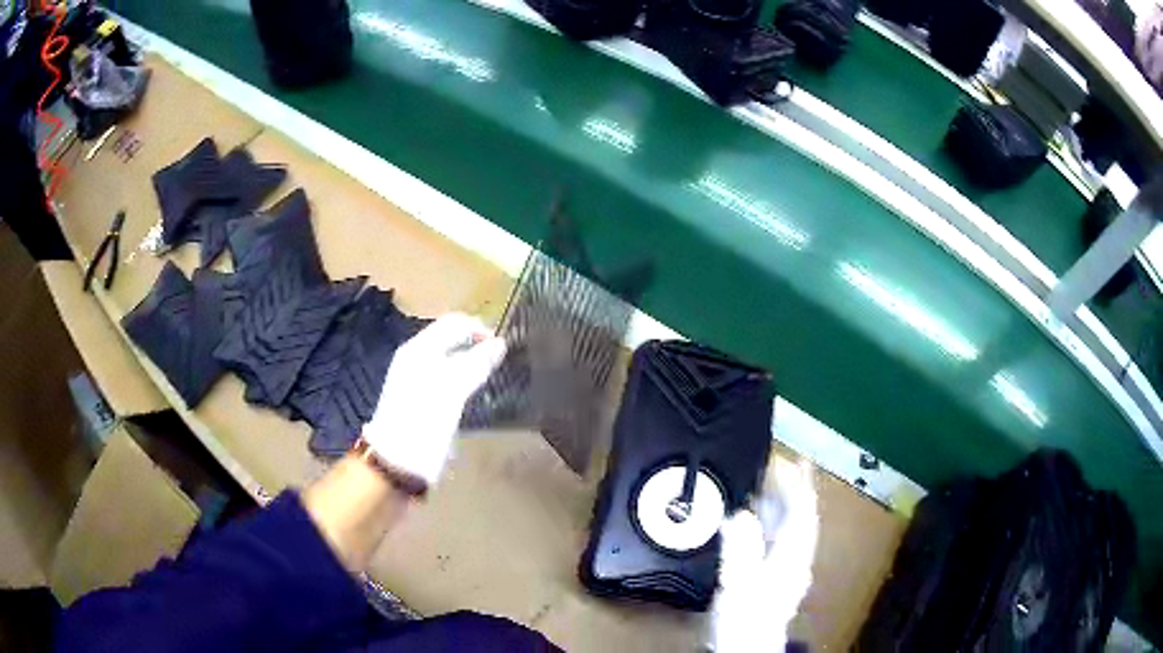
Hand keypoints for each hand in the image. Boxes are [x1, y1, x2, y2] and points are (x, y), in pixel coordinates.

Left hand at [362, 313, 505, 485]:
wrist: (396, 463)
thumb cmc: (422, 422)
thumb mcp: (452, 391)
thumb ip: (476, 364)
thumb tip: (500, 344)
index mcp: (419, 349)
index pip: (454, 323)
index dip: (479, 329)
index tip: (503, 349)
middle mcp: (416, 358)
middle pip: (451, 339)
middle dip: (477, 345)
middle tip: (500, 362)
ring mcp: (416, 379)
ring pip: (450, 359)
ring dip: (472, 362)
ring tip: (491, 376)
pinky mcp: (421, 399)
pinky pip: (447, 378)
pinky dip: (464, 379)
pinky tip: (473, 393)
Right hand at [710, 457, 819, 651]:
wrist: (746, 645)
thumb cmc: (745, 617)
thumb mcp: (740, 581)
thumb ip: (741, 547)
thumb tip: (740, 513)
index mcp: (792, 554)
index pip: (803, 510)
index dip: (800, 484)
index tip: (795, 460)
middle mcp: (795, 556)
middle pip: (800, 515)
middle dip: (792, 489)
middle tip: (779, 466)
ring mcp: (787, 567)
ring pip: (790, 527)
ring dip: (781, 504)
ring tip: (767, 486)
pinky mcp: (775, 576)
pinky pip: (778, 539)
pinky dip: (771, 523)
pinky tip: (756, 522)